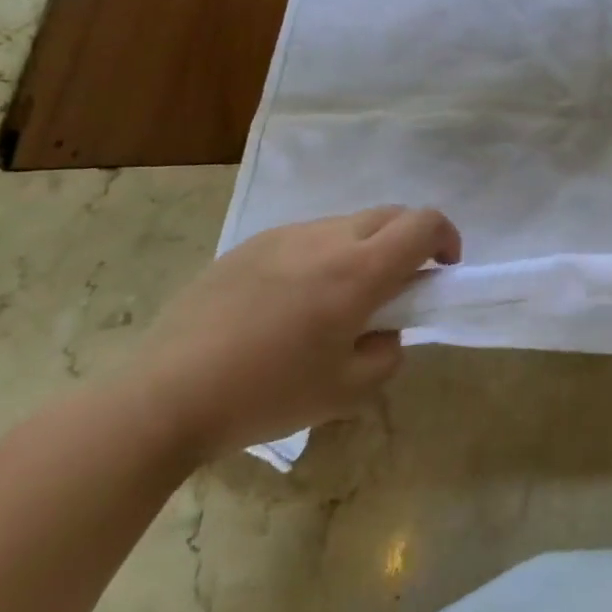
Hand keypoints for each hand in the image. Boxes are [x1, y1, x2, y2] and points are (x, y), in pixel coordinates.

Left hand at [124, 206, 459, 458]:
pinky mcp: (251, 244)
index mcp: (358, 271)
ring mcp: (285, 235)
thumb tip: (386, 330)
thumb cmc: (265, 396)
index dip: (446, 238)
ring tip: (337, 299)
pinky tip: (290, 302)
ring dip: (364, 248)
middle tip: (396, 287)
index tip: (443, 269)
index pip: (424, 224)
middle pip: (390, 214)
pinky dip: (322, 256)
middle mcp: (327, 238)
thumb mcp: (345, 392)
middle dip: (409, 240)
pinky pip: (306, 237)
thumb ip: (386, 353)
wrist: (164, 396)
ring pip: (347, 224)